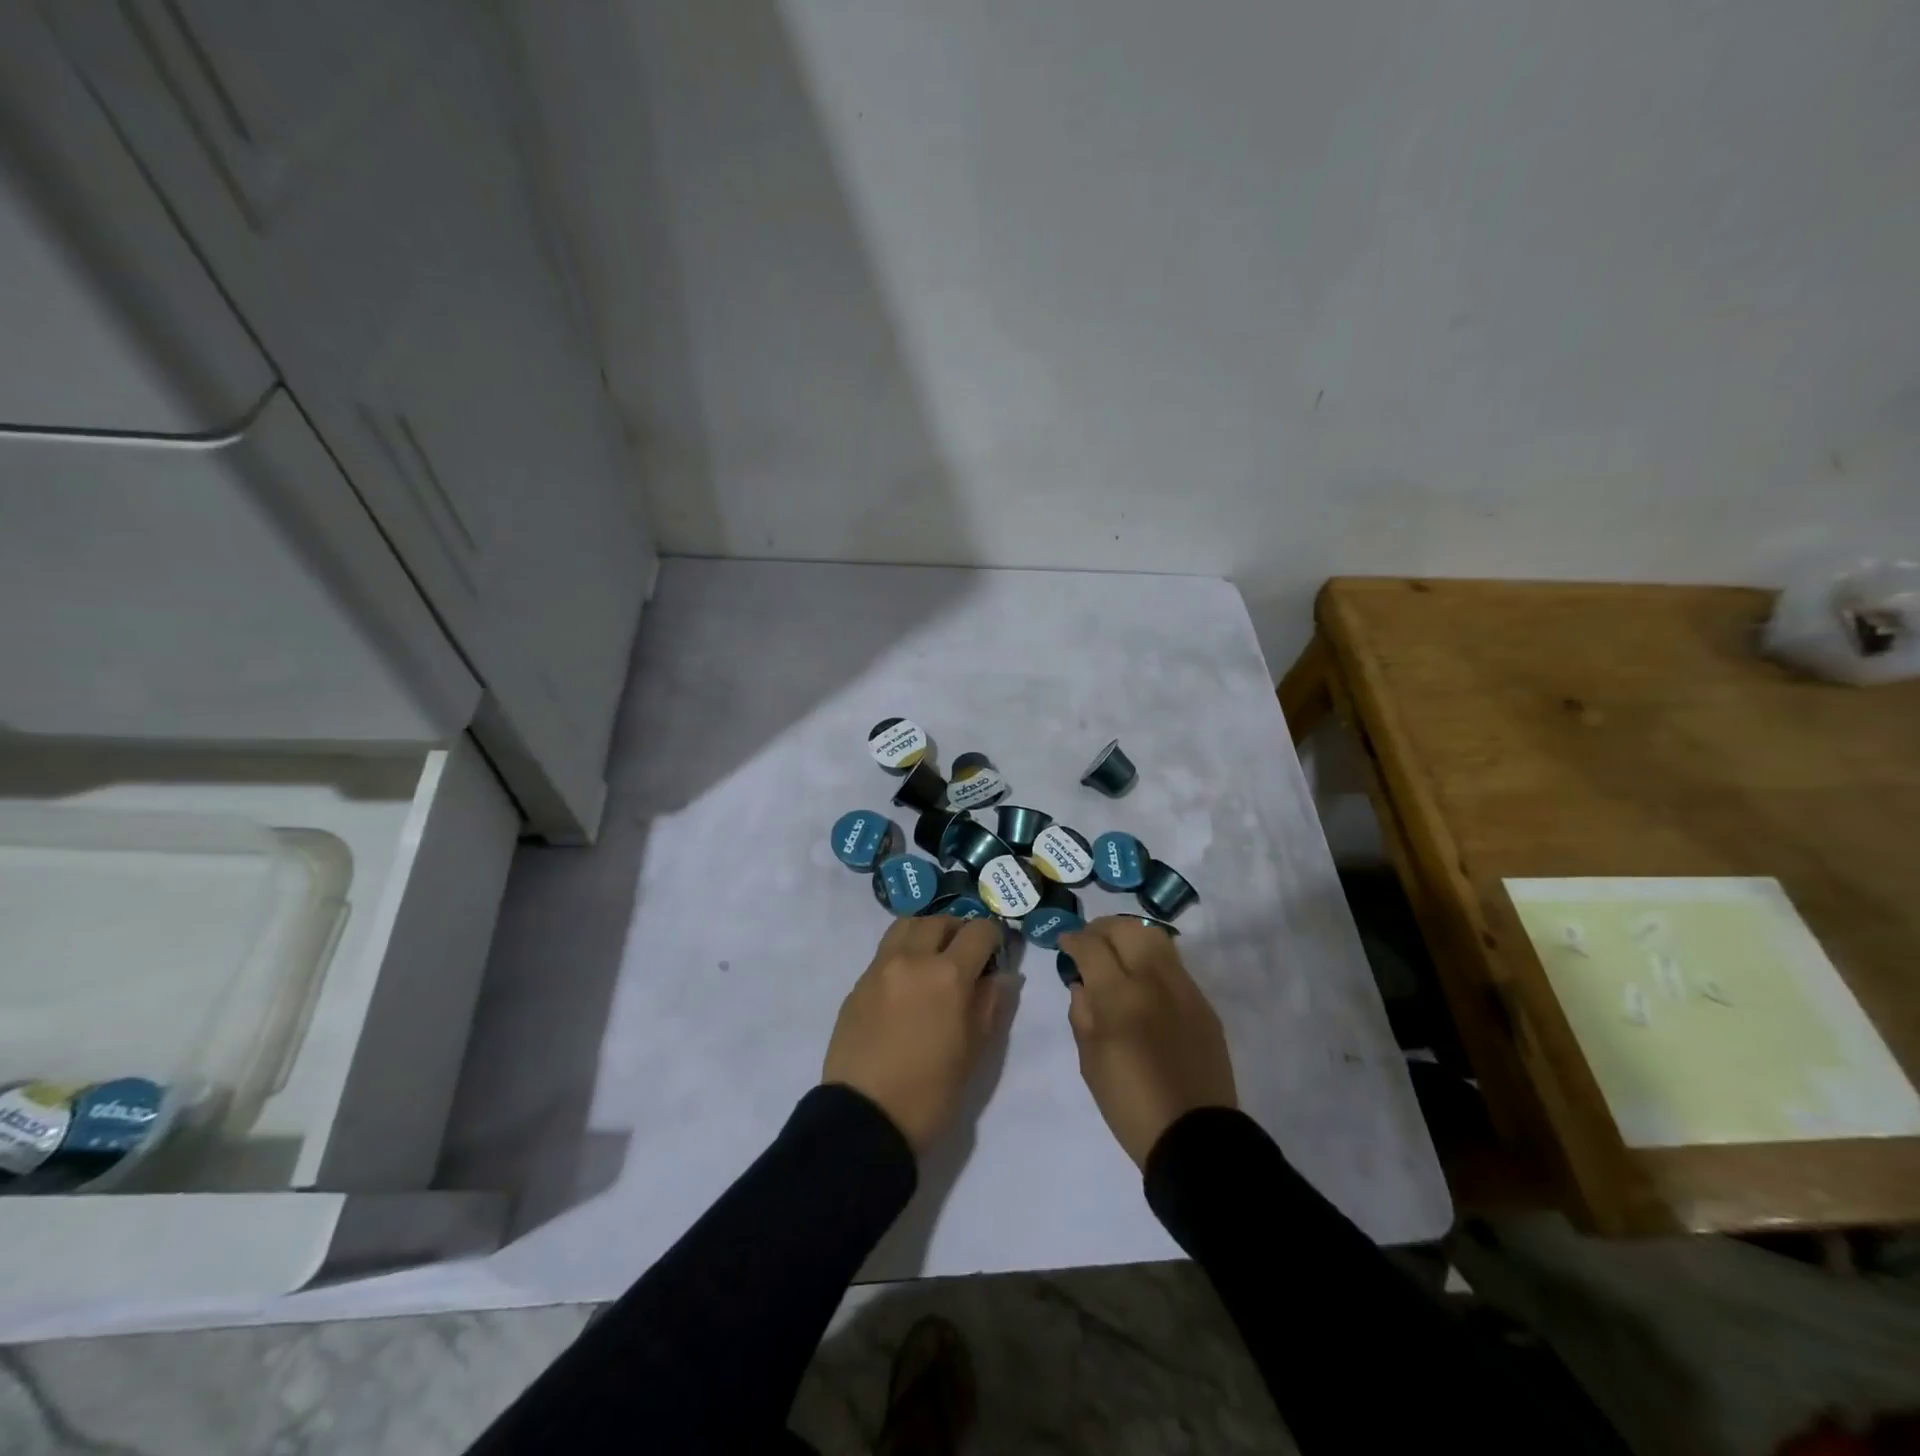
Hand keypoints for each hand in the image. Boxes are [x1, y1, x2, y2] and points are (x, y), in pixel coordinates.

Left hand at [823, 916, 1009, 1153]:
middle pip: (939, 920)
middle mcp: (911, 959)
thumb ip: (991, 1004)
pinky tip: (908, 984)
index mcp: (948, 975)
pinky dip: (903, 953)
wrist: (864, 1120)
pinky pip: (885, 952)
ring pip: (906, 926)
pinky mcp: (858, 984)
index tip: (996, 954)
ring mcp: (880, 968)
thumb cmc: (930, 1093)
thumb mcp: (974, 1052)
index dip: (993, 938)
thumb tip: (1003, 976)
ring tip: (934, 958)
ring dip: (926, 933)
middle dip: (958, 930)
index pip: (978, 931)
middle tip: (967, 955)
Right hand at [1060, 917, 1237, 1167]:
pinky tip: (1143, 978)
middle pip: (1126, 929)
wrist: (1194, 1136)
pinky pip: (1174, 964)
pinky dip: (1152, 958)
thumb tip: (1083, 984)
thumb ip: (1082, 1014)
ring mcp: (1183, 988)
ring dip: (1130, 935)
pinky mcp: (1203, 1003)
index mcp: (1120, 996)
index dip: (1073, 939)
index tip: (1064, 943)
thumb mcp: (1090, 1061)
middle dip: (1102, 928)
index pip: (1092, 947)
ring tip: (1117, 950)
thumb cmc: (1130, 1104)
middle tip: (1089, 941)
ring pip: (1156, 937)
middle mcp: (1154, 980)